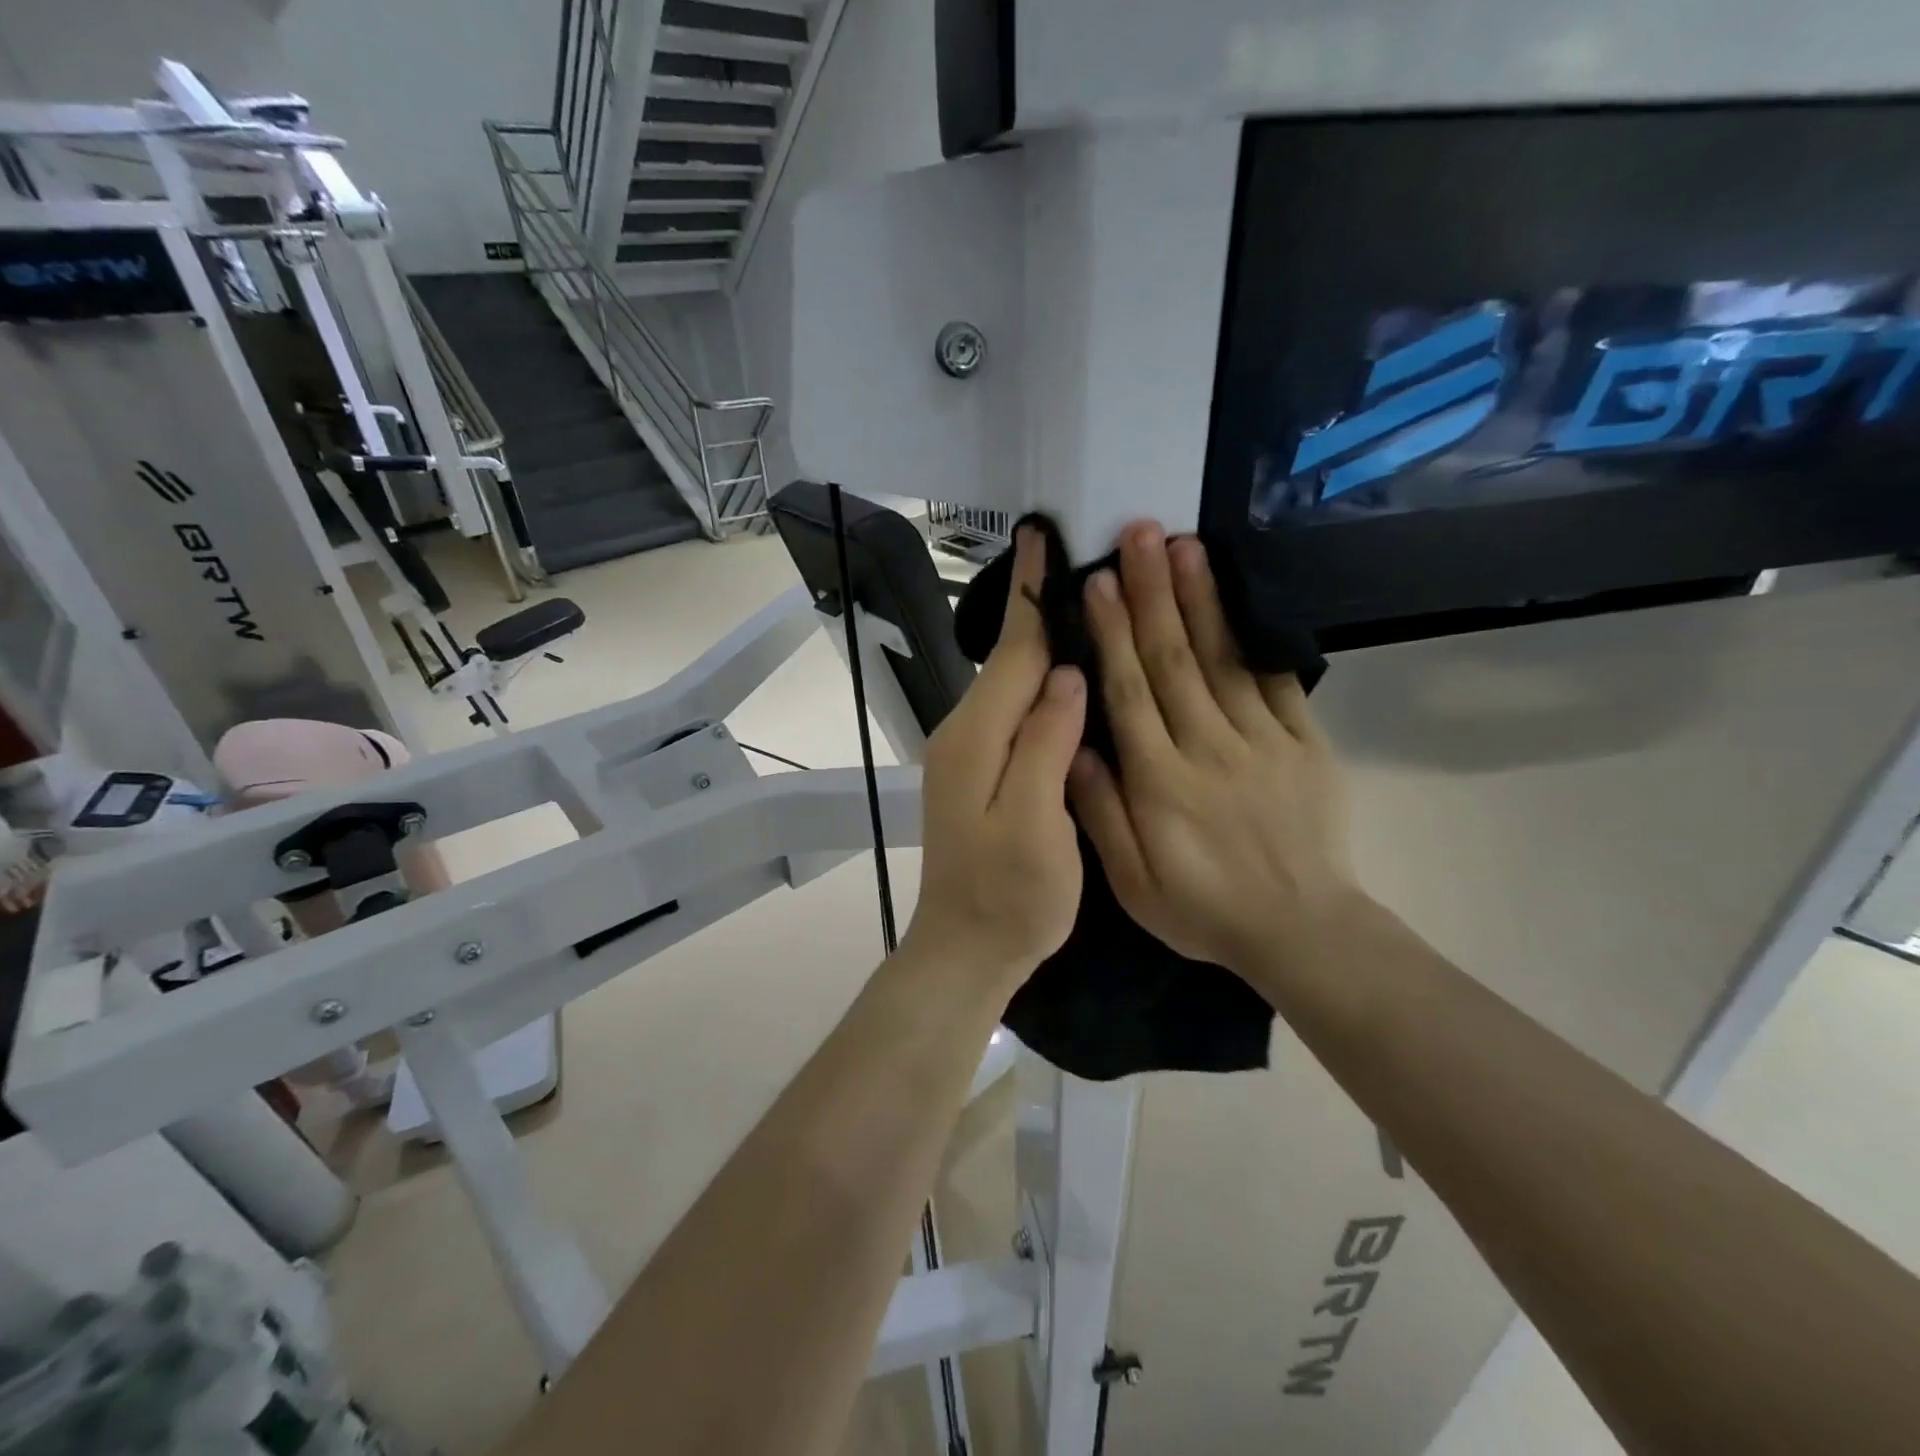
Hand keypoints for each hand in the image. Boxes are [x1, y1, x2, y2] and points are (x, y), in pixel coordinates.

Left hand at [908, 526, 1086, 987]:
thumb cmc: (1009, 897)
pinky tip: (1068, 678)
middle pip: (1010, 659)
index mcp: (977, 737)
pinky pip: (1012, 711)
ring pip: (1011, 683)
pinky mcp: (978, 771)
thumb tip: (1067, 675)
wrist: (966, 949)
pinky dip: (1039, 683)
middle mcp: (965, 732)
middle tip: (1083, 559)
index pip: (1014, 650)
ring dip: (1043, 643)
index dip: (1033, 592)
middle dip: (1041, 607)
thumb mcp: (1035, 823)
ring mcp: (967, 752)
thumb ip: (1045, 744)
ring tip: (1086, 604)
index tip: (1039, 533)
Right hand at [1068, 522, 1360, 979]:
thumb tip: (1075, 747)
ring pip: (1223, 659)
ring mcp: (1263, 741)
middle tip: (1138, 533)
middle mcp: (1209, 748)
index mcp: (1161, 781)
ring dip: (1201, 599)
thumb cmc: (1203, 908)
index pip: (1131, 692)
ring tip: (1183, 546)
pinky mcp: (1304, 744)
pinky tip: (1242, 600)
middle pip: (1175, 659)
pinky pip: (1279, 683)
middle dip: (1152, 592)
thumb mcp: (1132, 883)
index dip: (1112, 633)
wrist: (1301, 930)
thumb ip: (1100, 813)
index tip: (1097, 582)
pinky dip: (1257, 638)